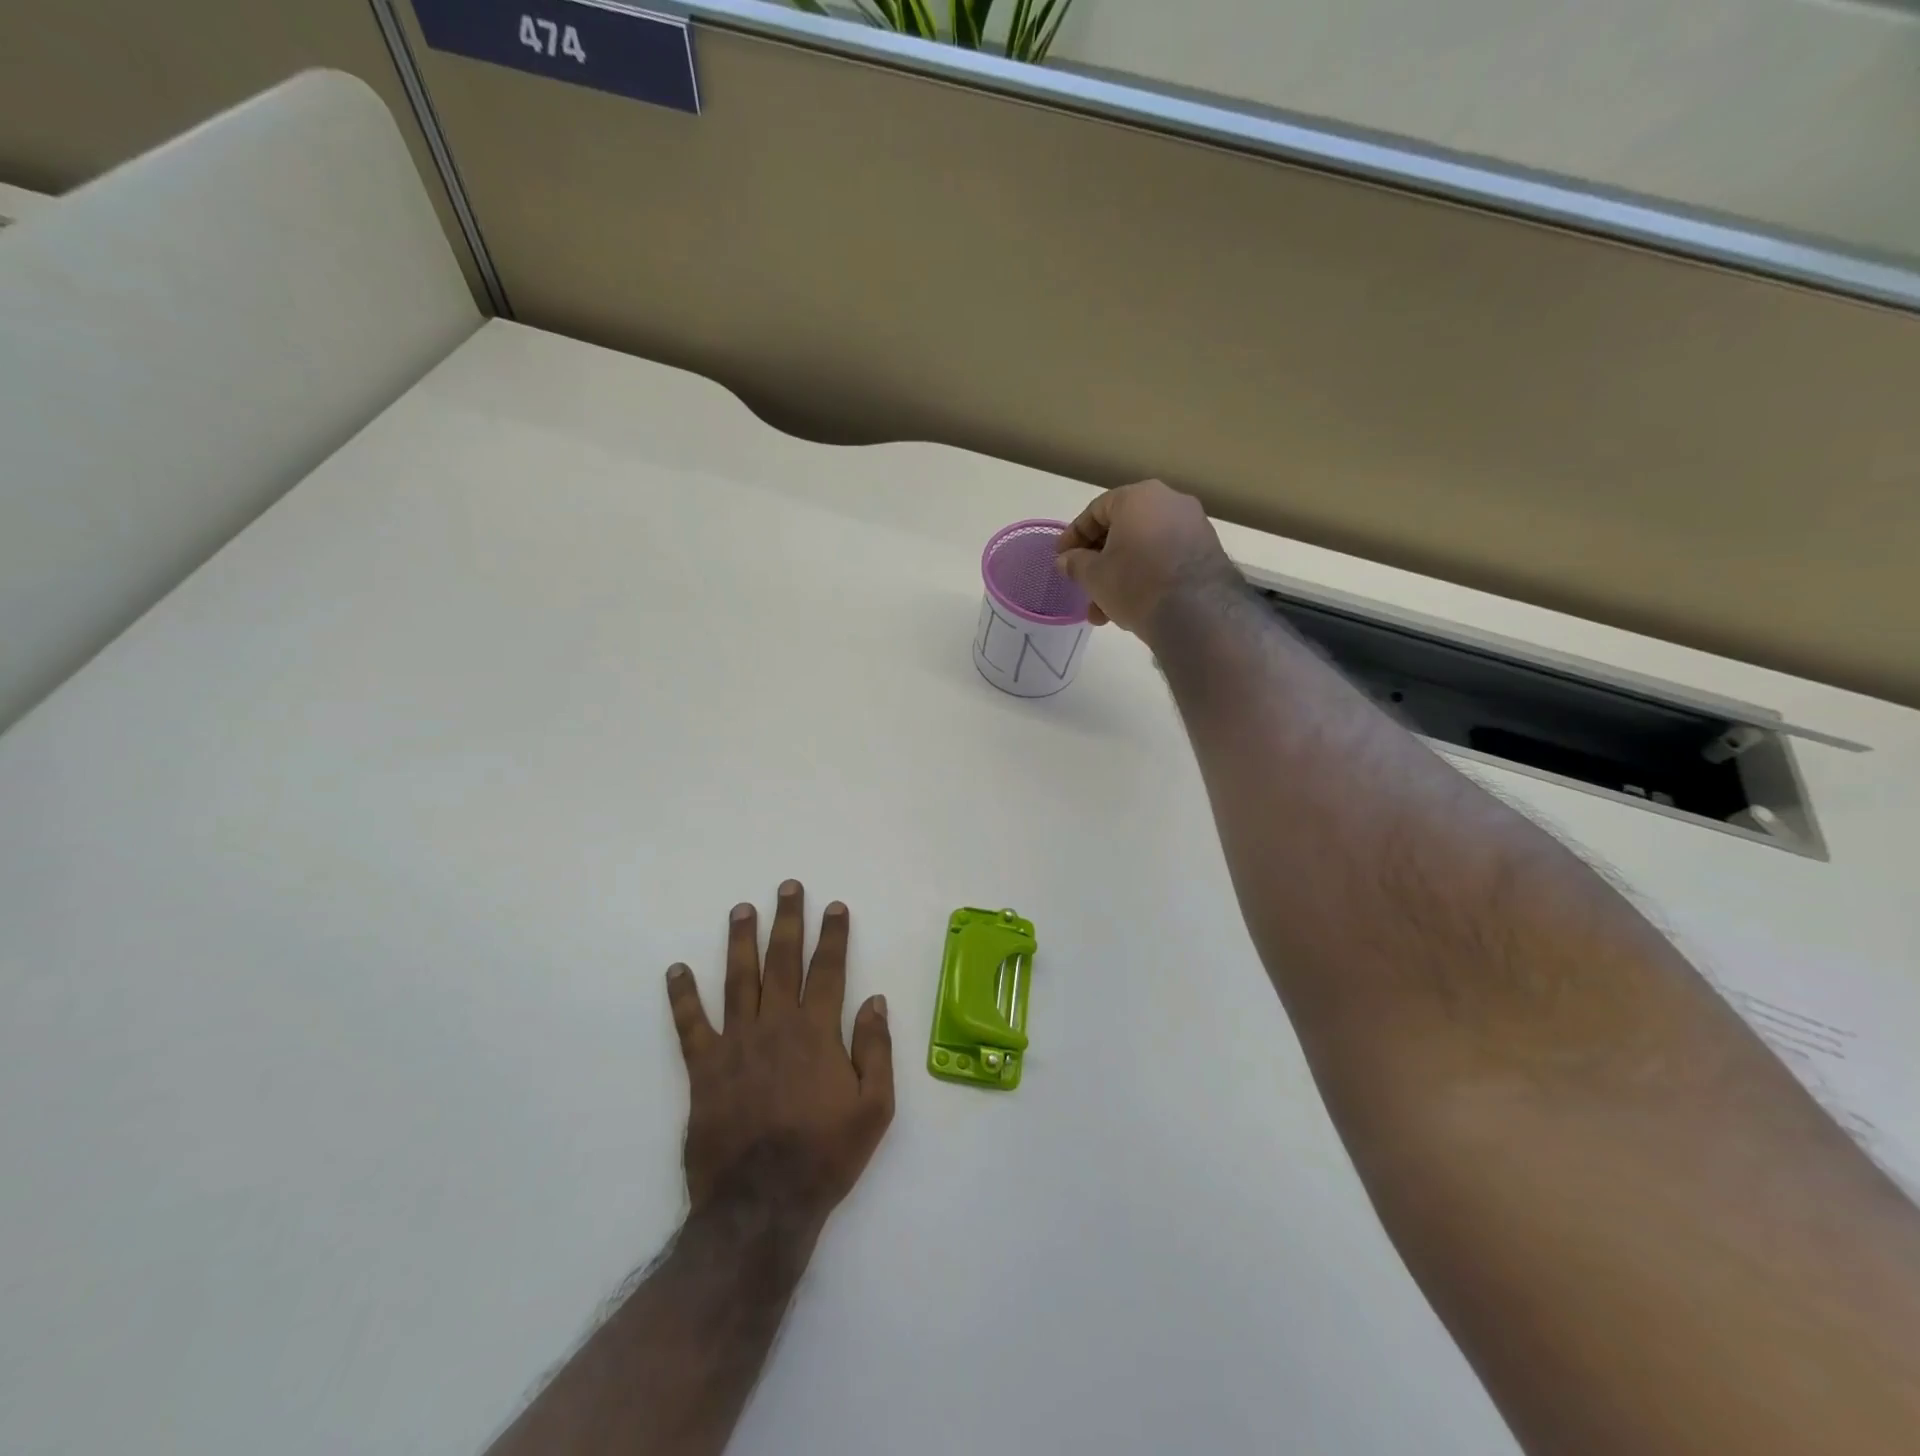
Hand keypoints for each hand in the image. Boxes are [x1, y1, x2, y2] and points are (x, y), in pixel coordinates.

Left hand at [665, 881, 893, 1232]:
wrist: (762, 1205)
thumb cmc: (825, 1155)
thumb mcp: (874, 1107)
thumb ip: (876, 1049)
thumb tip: (874, 1000)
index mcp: (817, 1032)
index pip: (828, 970)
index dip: (833, 936)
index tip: (834, 907)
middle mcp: (776, 1025)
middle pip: (782, 961)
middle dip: (787, 921)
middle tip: (787, 887)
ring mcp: (736, 1044)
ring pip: (738, 979)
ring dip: (740, 941)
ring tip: (741, 909)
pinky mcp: (704, 1069)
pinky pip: (690, 1025)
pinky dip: (682, 996)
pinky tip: (676, 970)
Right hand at [1055, 480, 1240, 636]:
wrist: (1197, 612)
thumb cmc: (1136, 583)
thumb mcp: (1094, 576)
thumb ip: (1076, 564)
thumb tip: (1066, 560)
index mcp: (1138, 497)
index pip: (1096, 511)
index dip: (1073, 536)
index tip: (1061, 558)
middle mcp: (1169, 501)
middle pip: (1122, 529)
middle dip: (1099, 562)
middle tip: (1083, 586)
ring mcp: (1193, 525)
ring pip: (1144, 547)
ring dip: (1120, 575)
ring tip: (1104, 611)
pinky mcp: (1208, 550)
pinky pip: (1165, 558)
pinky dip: (1146, 576)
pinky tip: (1133, 606)